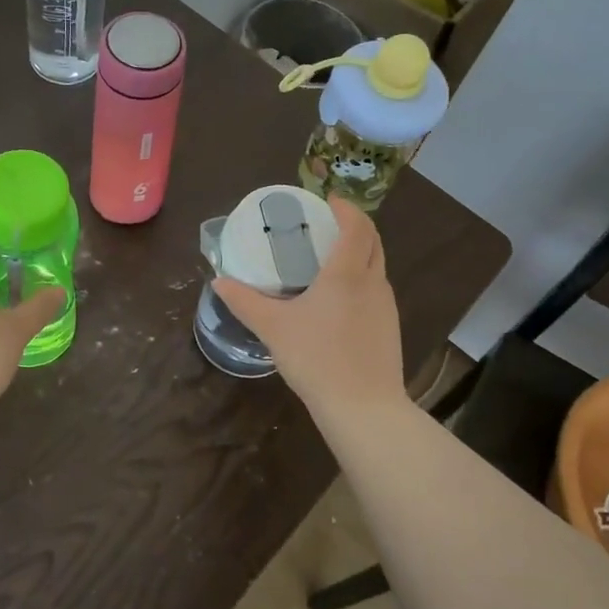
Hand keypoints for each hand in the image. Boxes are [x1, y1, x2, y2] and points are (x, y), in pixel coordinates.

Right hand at [212, 195, 405, 421]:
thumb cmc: (316, 359)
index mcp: (347, 273)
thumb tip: (219, 282)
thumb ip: (244, 302)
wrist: (363, 408)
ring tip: (329, 258)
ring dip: (359, 252)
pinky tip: (339, 299)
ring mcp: (386, 305)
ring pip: (377, 265)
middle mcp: (372, 282)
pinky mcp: (389, 327)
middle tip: (326, 224)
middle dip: (354, 225)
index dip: (345, 208)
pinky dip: (362, 278)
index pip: (356, 225)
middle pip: (372, 240)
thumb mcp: (272, 328)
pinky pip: (377, 289)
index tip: (327, 200)